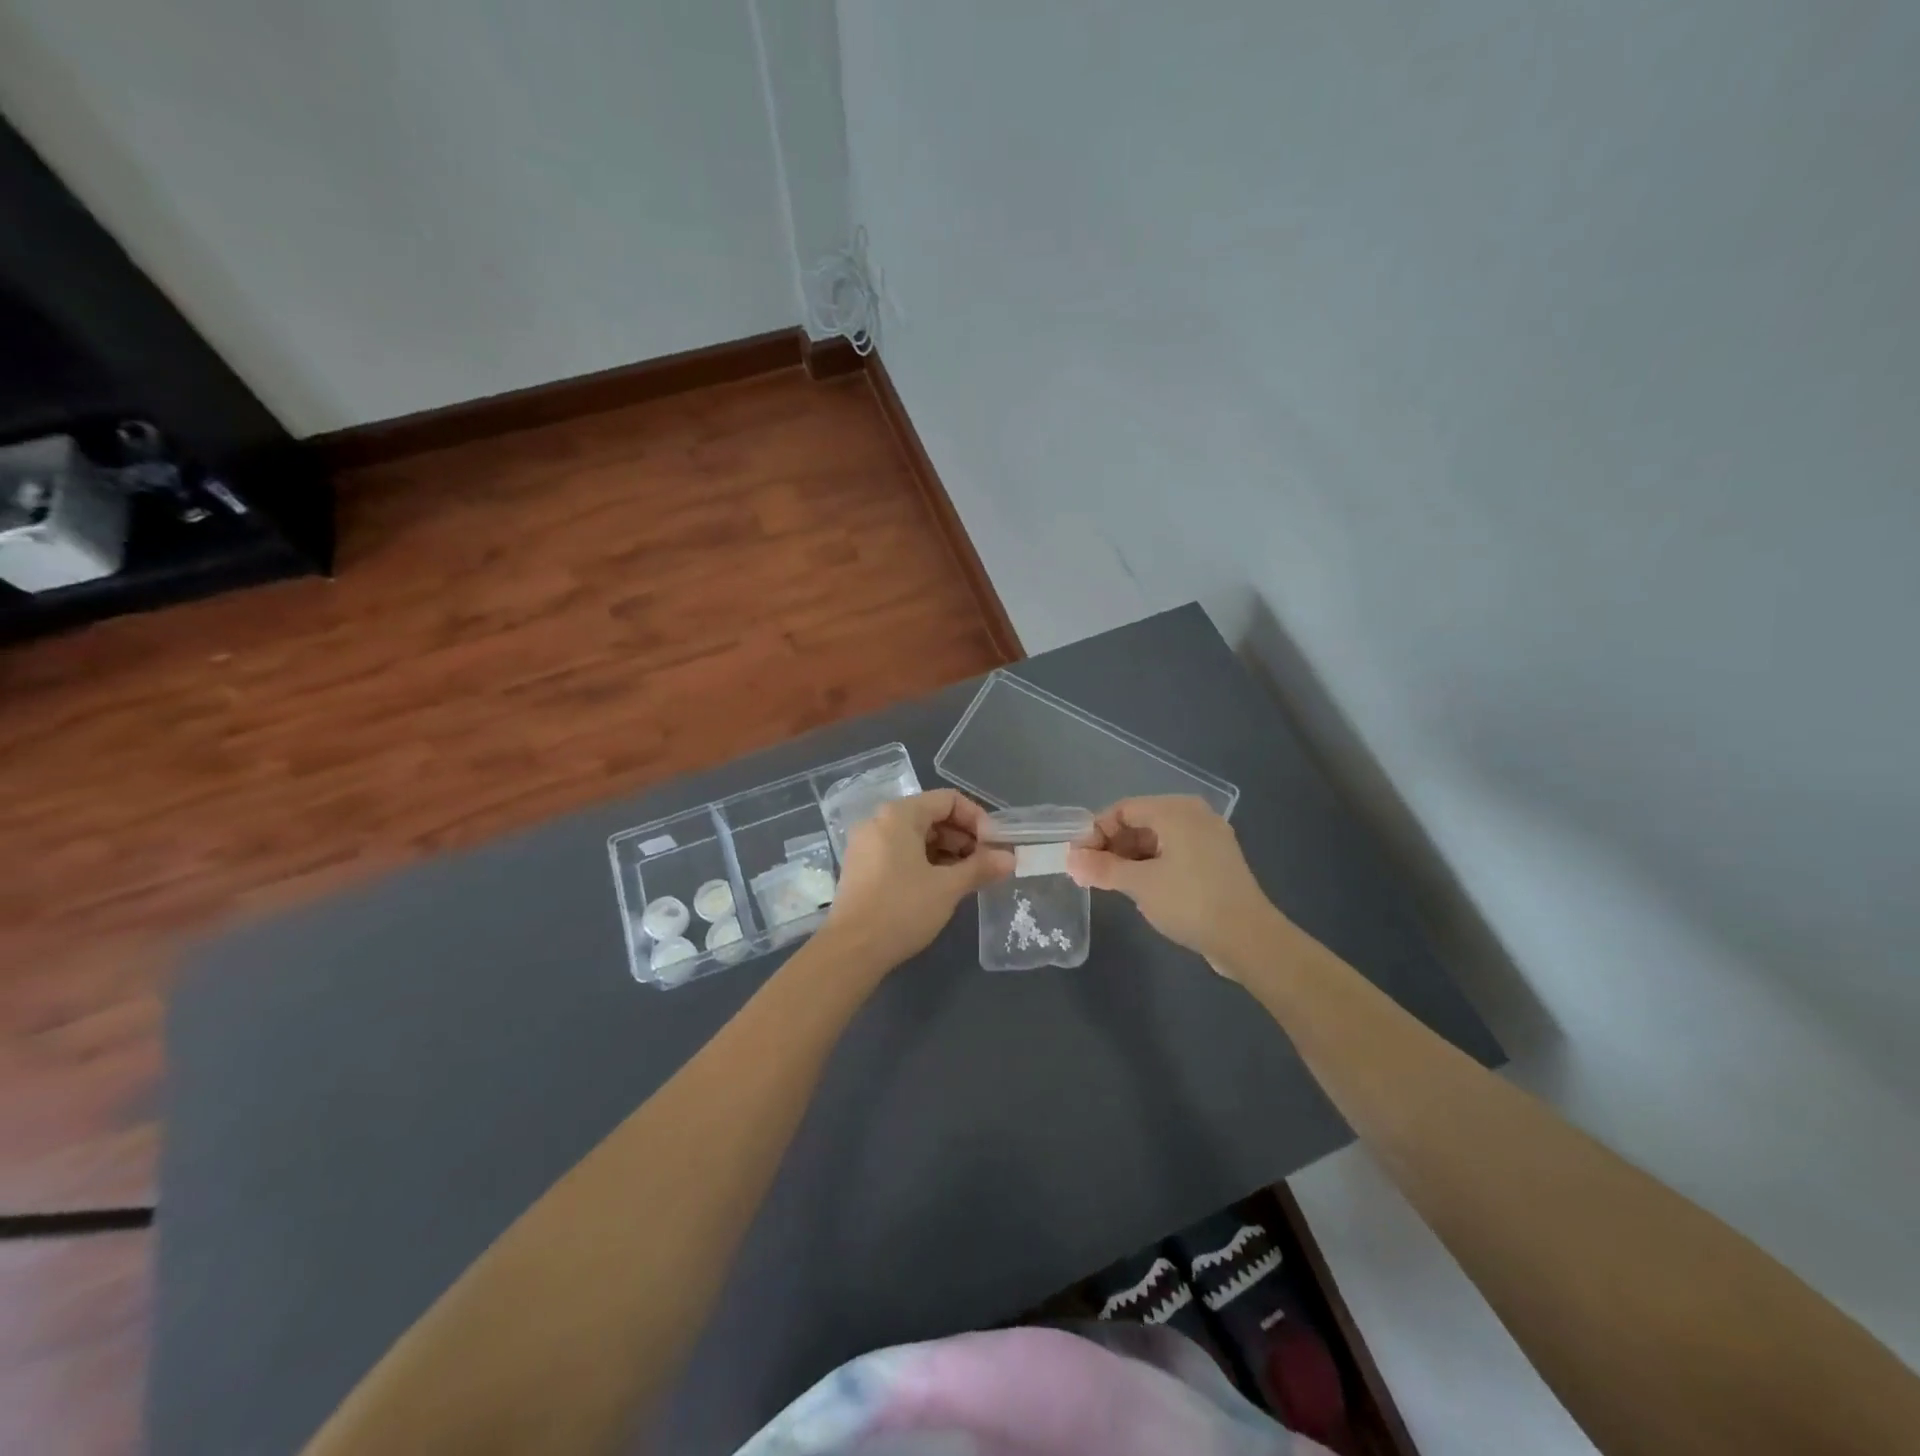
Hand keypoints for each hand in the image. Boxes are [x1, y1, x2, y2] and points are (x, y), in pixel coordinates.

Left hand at [825, 790, 1013, 968]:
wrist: (850, 951)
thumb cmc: (901, 909)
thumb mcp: (948, 887)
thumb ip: (980, 867)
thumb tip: (1010, 859)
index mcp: (899, 815)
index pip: (948, 800)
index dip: (977, 819)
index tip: (995, 845)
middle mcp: (879, 822)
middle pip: (932, 816)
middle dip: (963, 837)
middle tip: (986, 864)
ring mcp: (867, 845)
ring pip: (917, 837)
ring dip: (947, 852)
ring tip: (969, 878)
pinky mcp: (863, 868)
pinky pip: (901, 853)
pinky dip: (926, 863)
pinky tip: (943, 886)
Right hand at [1067, 795, 1280, 971]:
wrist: (1249, 938)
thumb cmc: (1190, 902)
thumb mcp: (1139, 885)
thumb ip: (1102, 868)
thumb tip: (1070, 860)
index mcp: (1176, 810)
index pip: (1123, 809)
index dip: (1095, 831)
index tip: (1078, 858)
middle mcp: (1194, 815)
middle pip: (1140, 821)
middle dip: (1112, 845)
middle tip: (1091, 873)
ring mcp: (1209, 837)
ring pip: (1157, 838)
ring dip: (1130, 857)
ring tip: (1110, 883)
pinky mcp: (1216, 860)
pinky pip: (1174, 852)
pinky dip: (1152, 865)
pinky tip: (1140, 888)